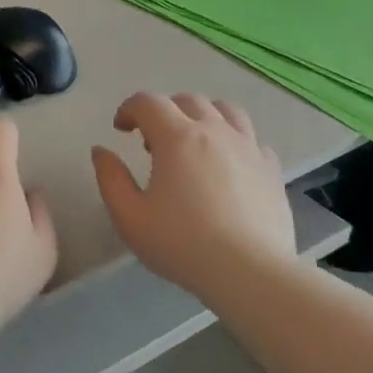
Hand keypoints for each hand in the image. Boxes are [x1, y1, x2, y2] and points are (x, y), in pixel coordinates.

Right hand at [91, 93, 296, 301]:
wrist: (250, 272)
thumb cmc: (182, 244)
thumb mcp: (130, 217)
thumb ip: (110, 179)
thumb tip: (101, 151)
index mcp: (177, 137)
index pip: (148, 102)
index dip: (129, 109)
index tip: (120, 129)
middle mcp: (215, 131)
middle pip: (187, 100)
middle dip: (164, 111)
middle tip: (152, 142)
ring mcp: (248, 147)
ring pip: (225, 110)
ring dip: (202, 116)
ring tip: (193, 142)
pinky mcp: (271, 168)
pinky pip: (251, 138)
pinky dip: (233, 141)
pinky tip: (227, 165)